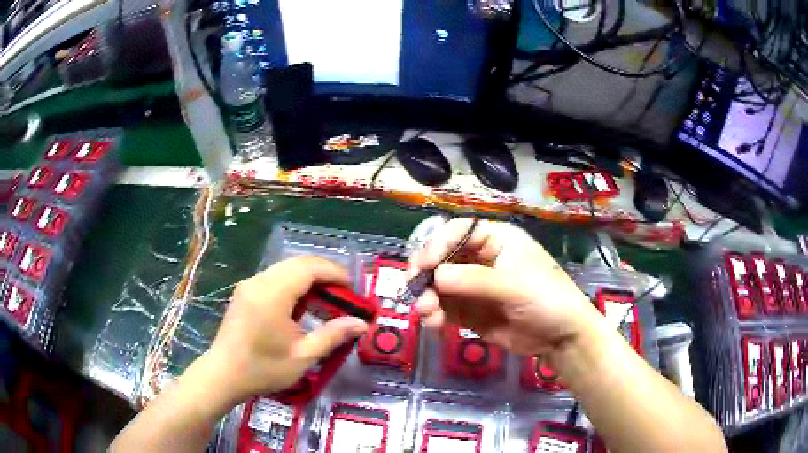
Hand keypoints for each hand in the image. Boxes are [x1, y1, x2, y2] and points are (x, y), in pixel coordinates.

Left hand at [201, 256, 368, 409]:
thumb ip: (333, 335)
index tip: (353, 289)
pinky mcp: (244, 292)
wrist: (223, 375)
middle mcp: (259, 281)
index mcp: (273, 294)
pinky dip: (294, 283)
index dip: (334, 273)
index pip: (309, 268)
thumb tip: (361, 323)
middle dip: (324, 273)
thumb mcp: (303, 356)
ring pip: (285, 268)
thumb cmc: (263, 369)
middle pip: (297, 263)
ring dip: (309, 278)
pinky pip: (274, 277)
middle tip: (344, 294)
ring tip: (327, 298)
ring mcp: (249, 285)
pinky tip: (302, 304)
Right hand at [410, 218, 597, 355]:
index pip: (458, 231)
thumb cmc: (547, 299)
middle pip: (441, 257)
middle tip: (415, 290)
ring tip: (428, 314)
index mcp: (496, 240)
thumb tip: (435, 276)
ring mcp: (472, 287)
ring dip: (426, 297)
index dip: (437, 244)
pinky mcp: (469, 312)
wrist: (561, 338)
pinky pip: (443, 308)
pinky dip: (434, 315)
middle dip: (425, 273)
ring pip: (437, 285)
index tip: (425, 265)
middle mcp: (480, 259)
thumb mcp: (514, 285)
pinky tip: (435, 325)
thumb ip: (475, 280)